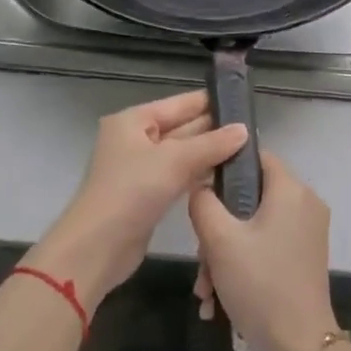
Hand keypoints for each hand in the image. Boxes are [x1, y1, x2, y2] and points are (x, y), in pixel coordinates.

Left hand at [25, 90, 248, 310]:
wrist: (97, 248)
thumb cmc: (132, 191)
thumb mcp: (174, 161)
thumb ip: (211, 144)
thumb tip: (244, 130)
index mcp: (133, 121)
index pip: (179, 103)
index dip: (210, 102)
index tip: (244, 102)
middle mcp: (135, 140)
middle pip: (181, 128)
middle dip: (214, 130)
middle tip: (253, 130)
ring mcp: (140, 169)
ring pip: (182, 154)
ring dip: (209, 154)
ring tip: (247, 151)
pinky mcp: (147, 196)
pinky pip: (178, 176)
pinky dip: (198, 175)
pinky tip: (225, 176)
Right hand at [189, 151, 339, 350]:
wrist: (300, 348)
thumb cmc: (260, 284)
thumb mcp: (219, 240)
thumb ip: (203, 202)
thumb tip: (201, 185)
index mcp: (291, 189)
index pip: (255, 156)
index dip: (224, 167)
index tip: (200, 192)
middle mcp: (305, 203)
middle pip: (250, 197)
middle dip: (218, 228)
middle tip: (201, 259)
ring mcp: (307, 232)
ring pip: (254, 226)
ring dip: (224, 254)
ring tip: (205, 290)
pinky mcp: (304, 257)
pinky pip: (266, 246)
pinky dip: (243, 264)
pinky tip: (218, 300)